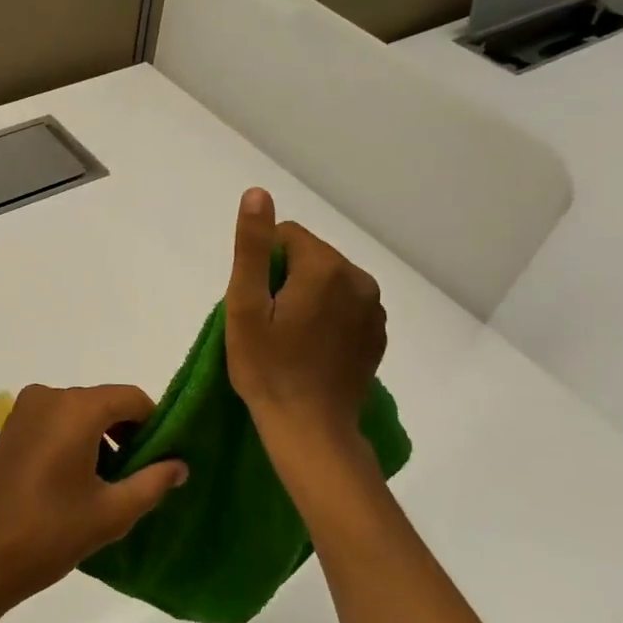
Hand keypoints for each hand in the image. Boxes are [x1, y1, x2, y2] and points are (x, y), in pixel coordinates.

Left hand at [0, 384, 187, 615]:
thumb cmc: (49, 532)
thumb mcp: (111, 512)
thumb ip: (152, 482)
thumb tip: (180, 464)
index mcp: (76, 408)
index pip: (132, 398)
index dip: (154, 424)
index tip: (163, 459)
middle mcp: (50, 396)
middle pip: (105, 402)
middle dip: (127, 433)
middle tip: (138, 477)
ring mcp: (25, 410)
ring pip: (80, 412)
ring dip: (101, 438)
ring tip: (108, 485)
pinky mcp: (11, 428)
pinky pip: (56, 421)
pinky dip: (75, 439)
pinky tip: (77, 481)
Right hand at [225, 188, 387, 450]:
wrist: (310, 428)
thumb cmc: (267, 367)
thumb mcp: (245, 305)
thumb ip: (252, 247)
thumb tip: (258, 193)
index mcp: (325, 267)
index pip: (286, 236)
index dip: (262, 264)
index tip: (255, 302)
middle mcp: (359, 278)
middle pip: (310, 256)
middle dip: (286, 278)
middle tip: (268, 321)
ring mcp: (375, 308)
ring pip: (329, 279)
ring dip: (308, 296)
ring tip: (290, 336)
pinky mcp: (377, 333)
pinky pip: (346, 304)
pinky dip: (328, 315)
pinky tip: (313, 347)